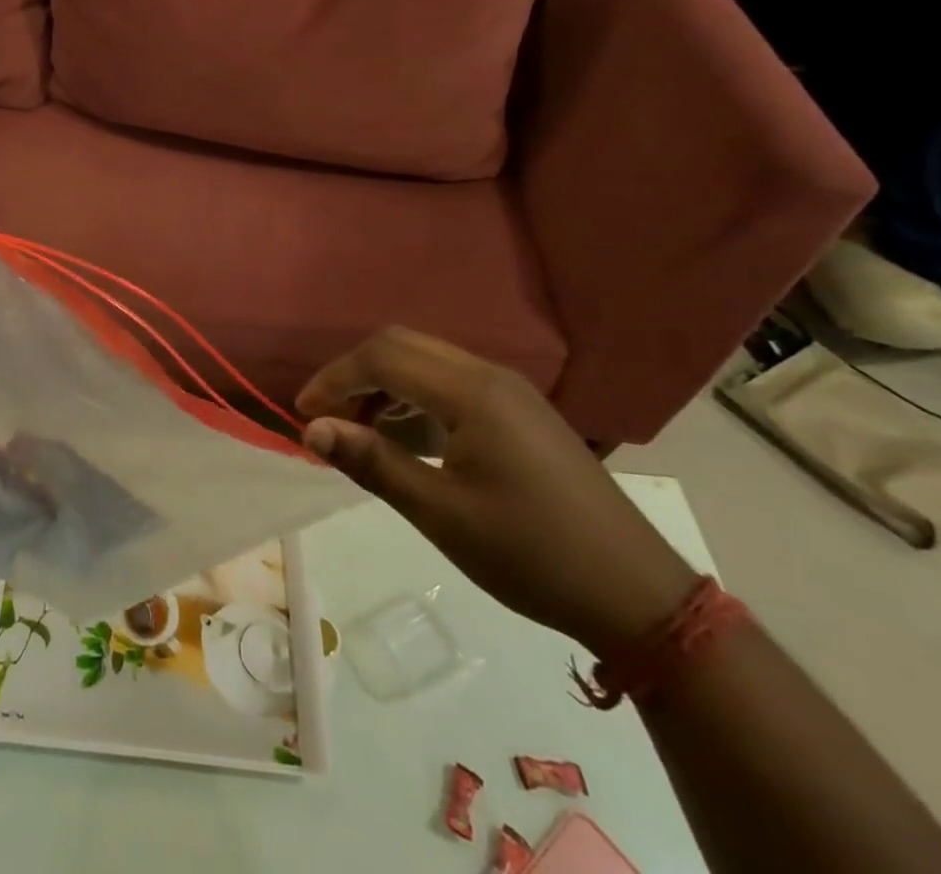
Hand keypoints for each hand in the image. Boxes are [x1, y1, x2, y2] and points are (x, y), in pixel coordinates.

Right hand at [296, 327, 699, 654]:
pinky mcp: (520, 411)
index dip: (334, 379)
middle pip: (402, 345)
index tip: (303, 414)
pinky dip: (414, 396)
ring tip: (359, 431)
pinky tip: (406, 437)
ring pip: (426, 360)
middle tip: (327, 418)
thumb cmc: (532, 555)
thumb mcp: (442, 513)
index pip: (382, 357)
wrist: (637, 594)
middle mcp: (489, 375)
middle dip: (354, 374)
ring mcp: (510, 390)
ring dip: (383, 384)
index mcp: (471, 392)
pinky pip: (450, 381)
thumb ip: (373, 462)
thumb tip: (312, 430)